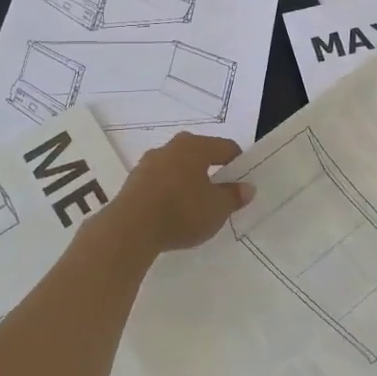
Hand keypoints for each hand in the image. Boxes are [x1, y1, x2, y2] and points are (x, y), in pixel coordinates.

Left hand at [104, 132, 253, 253]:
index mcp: (195, 146)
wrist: (129, 229)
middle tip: (219, 193)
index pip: (226, 147)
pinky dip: (169, 191)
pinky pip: (160, 181)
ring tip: (194, 206)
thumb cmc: (181, 212)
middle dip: (211, 170)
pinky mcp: (132, 181)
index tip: (242, 184)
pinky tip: (172, 212)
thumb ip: (234, 196)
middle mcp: (171, 147)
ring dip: (188, 181)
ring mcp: (148, 163)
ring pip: (177, 167)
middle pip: (199, 154)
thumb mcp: (217, 209)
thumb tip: (247, 187)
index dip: (238, 163)